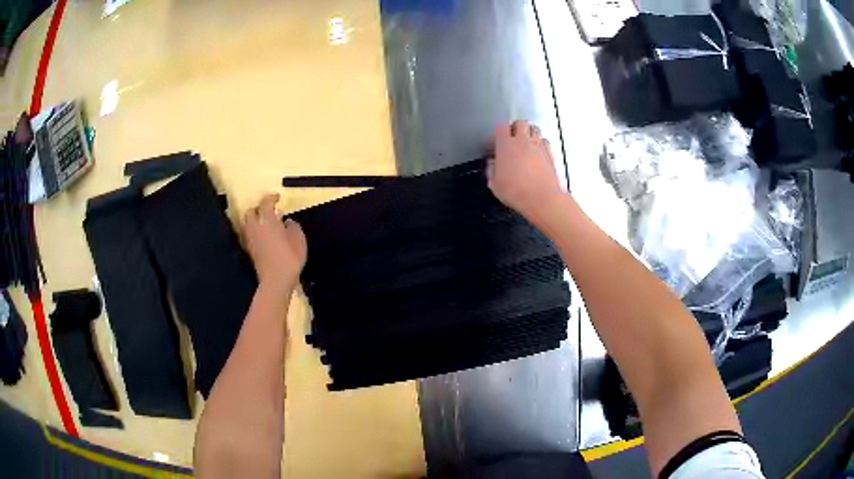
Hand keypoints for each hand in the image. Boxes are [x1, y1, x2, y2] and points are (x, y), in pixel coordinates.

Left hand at [243, 194, 306, 294]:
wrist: (275, 280)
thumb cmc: (290, 258)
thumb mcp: (299, 240)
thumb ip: (293, 227)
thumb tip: (287, 221)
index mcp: (268, 220)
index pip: (265, 203)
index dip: (271, 198)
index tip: (277, 198)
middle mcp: (255, 226)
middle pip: (251, 211)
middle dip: (259, 208)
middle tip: (269, 211)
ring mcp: (250, 238)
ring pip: (247, 222)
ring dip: (254, 219)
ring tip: (264, 222)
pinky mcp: (249, 249)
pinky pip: (249, 233)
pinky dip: (254, 230)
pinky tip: (262, 235)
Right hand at [488, 120, 565, 220]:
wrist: (542, 199)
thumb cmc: (519, 192)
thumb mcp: (494, 184)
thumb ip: (491, 170)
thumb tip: (491, 165)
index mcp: (506, 145)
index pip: (500, 126)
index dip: (497, 132)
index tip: (495, 141)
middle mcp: (523, 141)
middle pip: (520, 122)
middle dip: (515, 127)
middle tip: (511, 136)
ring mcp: (538, 146)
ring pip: (534, 128)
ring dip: (529, 132)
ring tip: (525, 142)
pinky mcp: (550, 153)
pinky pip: (545, 141)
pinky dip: (541, 143)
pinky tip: (537, 152)